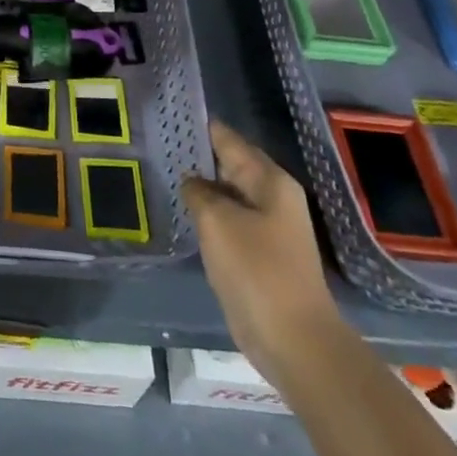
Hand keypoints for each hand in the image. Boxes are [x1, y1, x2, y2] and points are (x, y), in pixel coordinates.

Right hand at [182, 120, 339, 377]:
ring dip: (204, 187)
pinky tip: (186, 214)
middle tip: (162, 143)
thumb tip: (192, 180)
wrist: (293, 340)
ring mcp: (270, 228)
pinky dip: (210, 215)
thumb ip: (199, 193)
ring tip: (167, 173)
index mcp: (271, 182)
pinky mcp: (261, 255)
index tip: (173, 114)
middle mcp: (274, 198)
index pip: (230, 141)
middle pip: (232, 165)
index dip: (203, 128)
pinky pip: (230, 222)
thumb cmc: (256, 271)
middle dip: (201, 156)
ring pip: (230, 195)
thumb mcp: (218, 222)